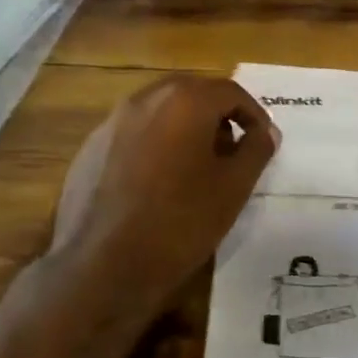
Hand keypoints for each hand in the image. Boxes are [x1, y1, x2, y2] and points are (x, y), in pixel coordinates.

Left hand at [43, 74, 277, 325]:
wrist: (102, 266)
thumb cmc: (180, 222)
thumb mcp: (233, 188)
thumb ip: (255, 150)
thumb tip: (265, 131)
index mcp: (184, 101)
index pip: (230, 91)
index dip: (253, 114)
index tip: (262, 142)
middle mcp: (145, 99)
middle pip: (192, 93)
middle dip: (217, 116)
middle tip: (232, 151)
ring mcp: (112, 122)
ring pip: (160, 111)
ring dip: (184, 128)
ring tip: (196, 168)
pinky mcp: (91, 148)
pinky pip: (134, 133)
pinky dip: (154, 144)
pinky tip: (157, 183)